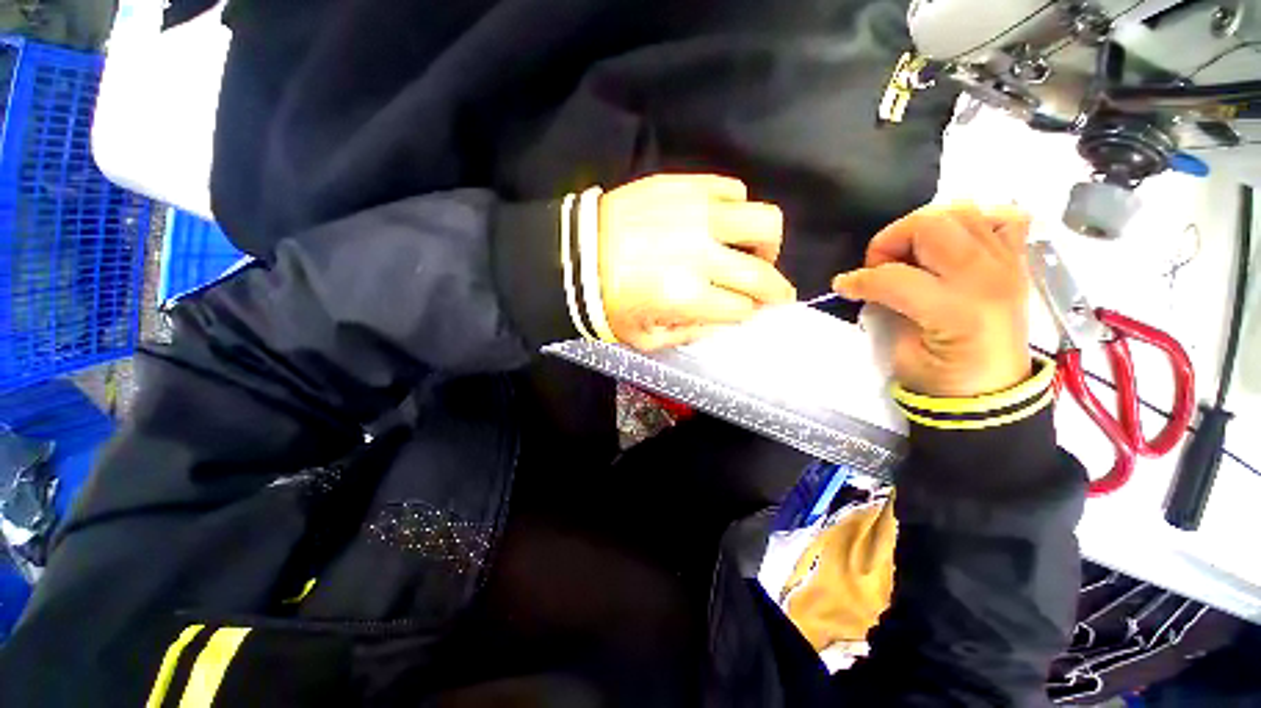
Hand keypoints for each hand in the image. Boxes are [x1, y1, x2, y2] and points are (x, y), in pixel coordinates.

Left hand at [599, 174, 796, 349]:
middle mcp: (700, 254)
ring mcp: (696, 214)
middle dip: (775, 290)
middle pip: (762, 274)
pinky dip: (736, 208)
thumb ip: (689, 334)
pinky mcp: (685, 185)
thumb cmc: (607, 302)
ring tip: (753, 251)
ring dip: (766, 243)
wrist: (575, 254)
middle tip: (770, 292)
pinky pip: (732, 189)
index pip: (742, 309)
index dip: (749, 314)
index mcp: (687, 297)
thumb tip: (723, 321)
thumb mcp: (644, 339)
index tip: (749, 313)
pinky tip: (722, 222)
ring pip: (764, 221)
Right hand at [832, 203, 1031, 397]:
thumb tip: (867, 284)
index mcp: (956, 311)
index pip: (895, 276)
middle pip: (931, 225)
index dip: (859, 279)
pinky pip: (1003, 216)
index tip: (843, 287)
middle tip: (880, 266)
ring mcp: (1007, 264)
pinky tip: (954, 242)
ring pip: (960, 211)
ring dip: (923, 227)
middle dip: (891, 239)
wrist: (993, 390)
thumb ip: (885, 309)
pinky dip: (974, 220)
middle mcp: (987, 278)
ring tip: (911, 255)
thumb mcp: (901, 351)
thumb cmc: (941, 378)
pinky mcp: (1017, 260)